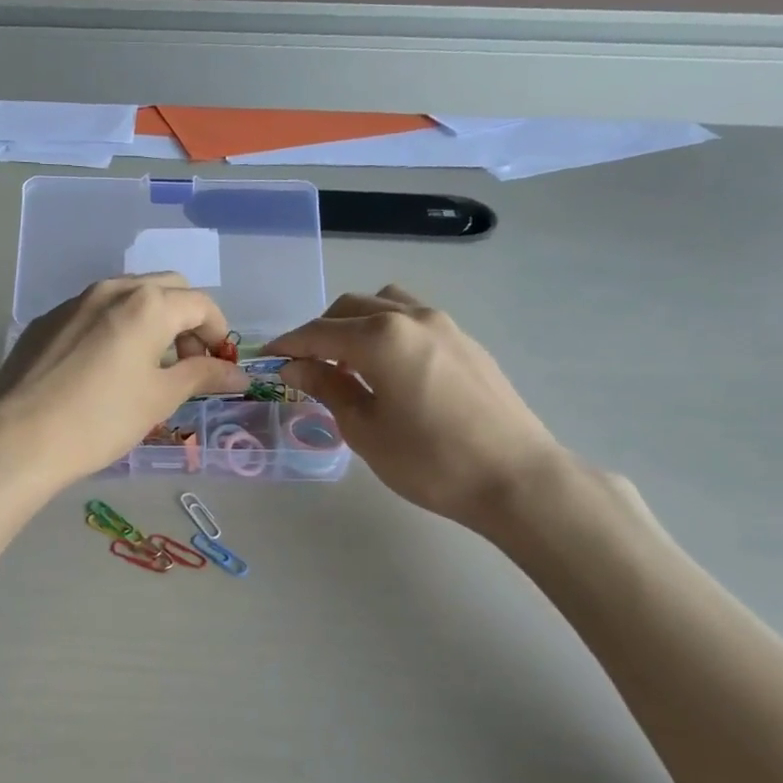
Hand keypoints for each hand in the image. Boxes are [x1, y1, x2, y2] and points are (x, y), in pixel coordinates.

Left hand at [0, 274, 248, 486]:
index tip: (219, 366)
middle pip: (166, 289)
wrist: (20, 436)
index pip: (201, 304)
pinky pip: (94, 312)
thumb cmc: (102, 419)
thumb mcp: (160, 398)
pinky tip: (104, 367)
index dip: (218, 333)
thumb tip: (237, 373)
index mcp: (148, 304)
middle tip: (187, 363)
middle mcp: (112, 290)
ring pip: (127, 296)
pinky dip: (115, 327)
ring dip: (151, 320)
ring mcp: (74, 301)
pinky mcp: (47, 320)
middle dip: (186, 319)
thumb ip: (202, 376)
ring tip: (148, 365)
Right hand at [267, 286, 568, 535]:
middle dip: (320, 331)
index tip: (267, 357)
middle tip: (305, 366)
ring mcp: (444, 325)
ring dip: (356, 324)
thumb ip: (327, 387)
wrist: (515, 478)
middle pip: (350, 308)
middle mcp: (411, 317)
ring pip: (385, 304)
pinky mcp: (465, 341)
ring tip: (348, 362)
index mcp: (381, 337)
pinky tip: (387, 368)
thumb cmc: (429, 461)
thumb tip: (294, 366)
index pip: (319, 332)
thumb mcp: (365, 429)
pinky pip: (413, 319)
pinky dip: (387, 330)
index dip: (289, 344)